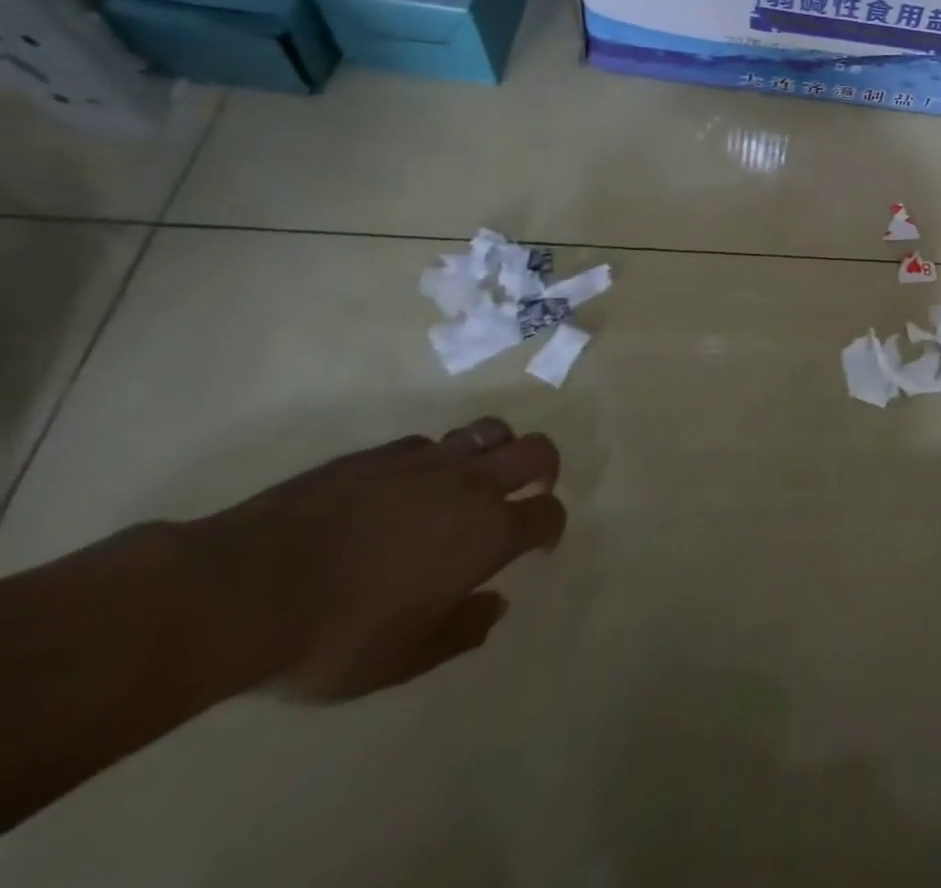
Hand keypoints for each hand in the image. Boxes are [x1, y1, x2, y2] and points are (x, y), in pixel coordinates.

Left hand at [183, 418, 566, 701]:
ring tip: (478, 474)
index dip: (551, 527)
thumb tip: (496, 605)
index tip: (540, 544)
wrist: (239, 591)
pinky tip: (412, 484)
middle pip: (537, 451)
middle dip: (545, 467)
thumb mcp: (400, 660)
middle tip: (531, 488)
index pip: (547, 513)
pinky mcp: (381, 452)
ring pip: (490, 431)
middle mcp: (472, 485)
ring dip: (498, 449)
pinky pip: (429, 443)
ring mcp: (427, 461)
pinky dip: (437, 458)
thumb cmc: (332, 637)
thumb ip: (460, 632)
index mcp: (489, 533)